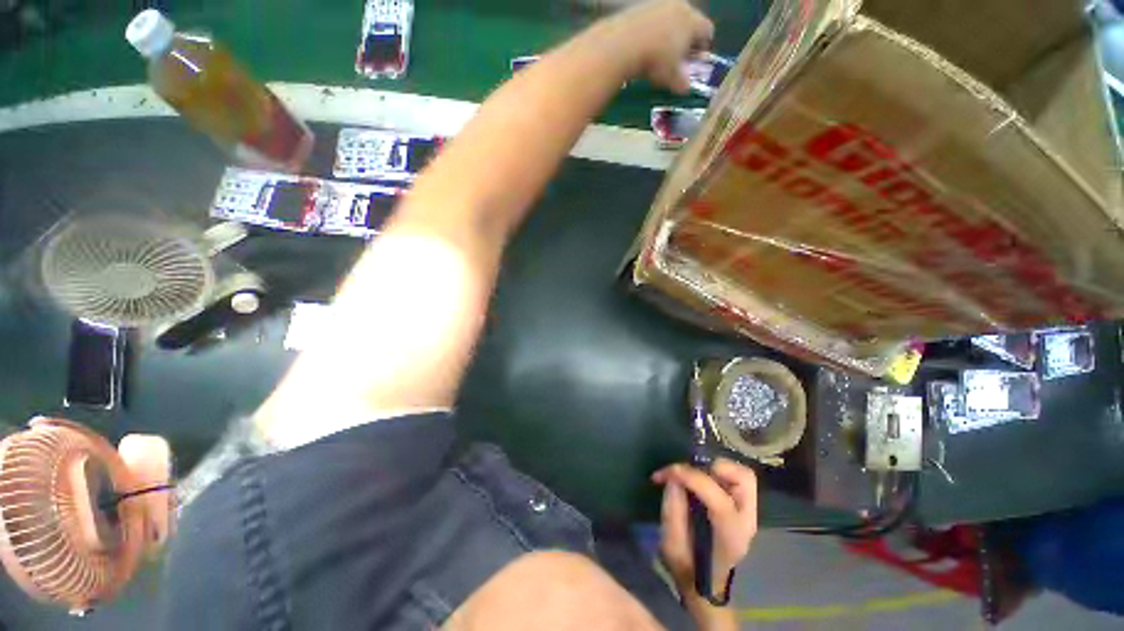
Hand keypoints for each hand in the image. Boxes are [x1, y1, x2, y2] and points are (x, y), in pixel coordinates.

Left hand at [592, 0, 714, 92]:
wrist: (622, 43)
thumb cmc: (654, 61)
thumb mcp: (670, 77)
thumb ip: (682, 82)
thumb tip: (686, 88)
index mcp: (693, 21)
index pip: (707, 31)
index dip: (703, 47)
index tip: (696, 61)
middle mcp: (680, 6)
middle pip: (690, 21)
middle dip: (686, 39)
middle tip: (678, 57)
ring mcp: (660, 2)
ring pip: (671, 18)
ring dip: (669, 33)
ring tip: (659, 52)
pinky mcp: (641, 5)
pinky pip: (653, 18)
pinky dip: (652, 30)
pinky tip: (644, 45)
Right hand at [652, 458, 757, 595]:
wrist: (706, 585)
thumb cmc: (688, 567)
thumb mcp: (671, 544)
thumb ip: (672, 509)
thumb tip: (674, 479)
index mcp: (730, 536)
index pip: (719, 499)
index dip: (692, 478)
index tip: (668, 473)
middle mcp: (746, 521)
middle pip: (744, 479)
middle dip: (712, 467)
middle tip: (688, 471)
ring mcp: (749, 513)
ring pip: (742, 474)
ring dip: (715, 467)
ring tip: (693, 474)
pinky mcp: (743, 507)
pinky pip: (735, 478)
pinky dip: (717, 472)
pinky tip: (700, 480)